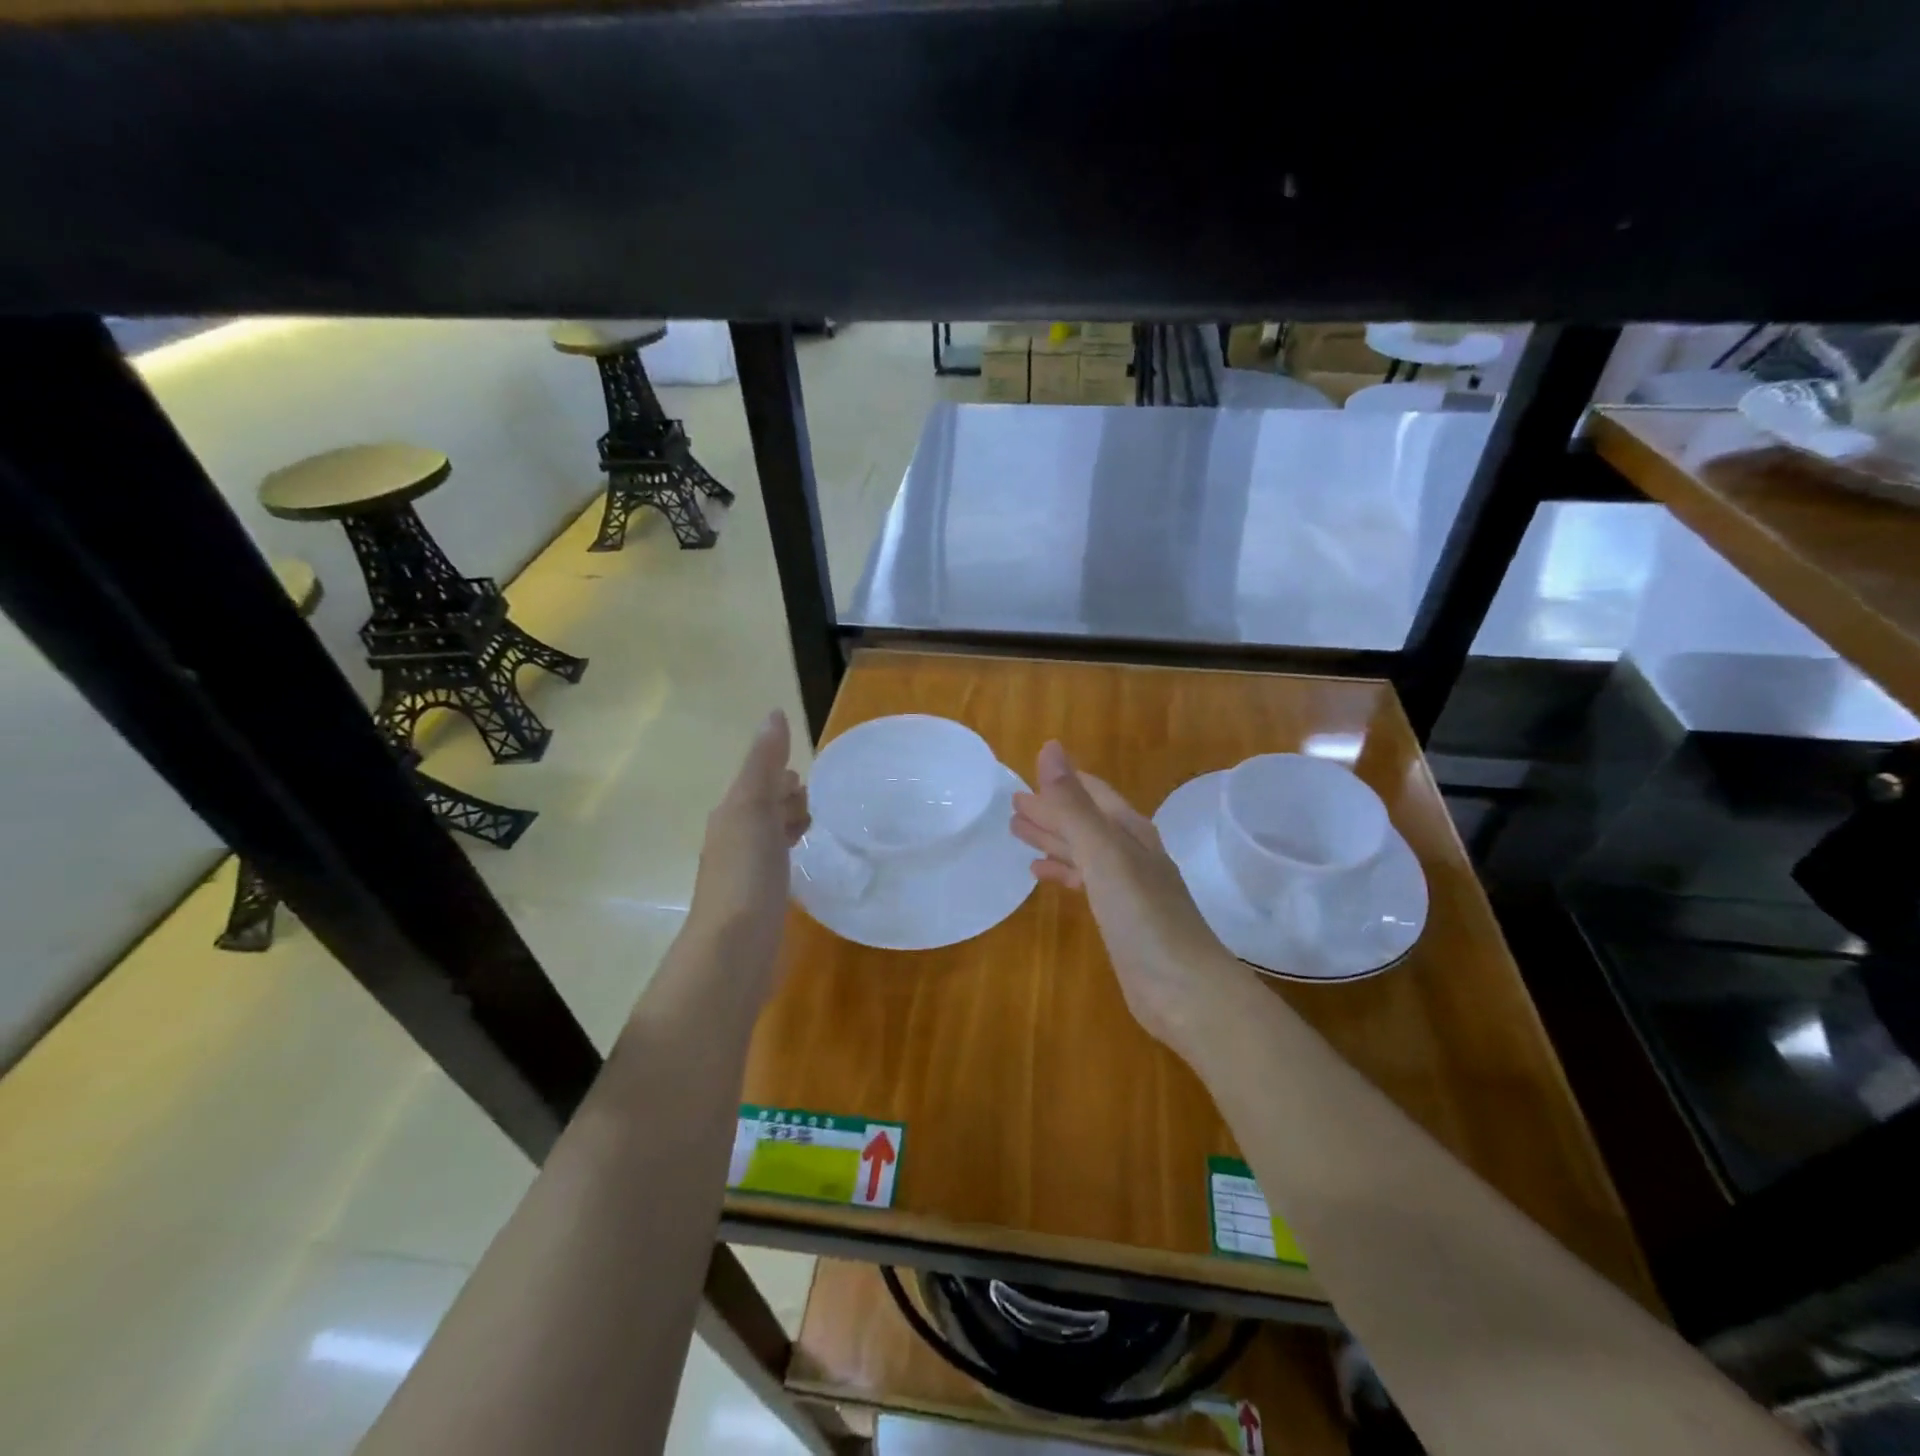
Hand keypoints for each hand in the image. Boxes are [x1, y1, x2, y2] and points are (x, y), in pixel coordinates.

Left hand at [687, 710, 809, 976]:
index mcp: (732, 815)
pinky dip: (791, 855)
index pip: (758, 782)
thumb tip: (774, 713)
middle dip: (786, 798)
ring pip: (770, 838)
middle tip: (821, 797)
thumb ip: (763, 763)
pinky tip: (806, 865)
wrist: (734, 948)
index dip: (780, 773)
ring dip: (789, 826)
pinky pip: (778, 866)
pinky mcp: (761, 902)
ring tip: (818, 825)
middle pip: (763, 808)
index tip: (808, 771)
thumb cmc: (746, 872)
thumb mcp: (754, 807)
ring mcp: (746, 874)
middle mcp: (735, 840)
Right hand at [1012, 742, 1255, 1061]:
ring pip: (1083, 851)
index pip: (1091, 793)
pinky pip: (1085, 882)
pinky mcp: (1120, 918)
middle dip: (1051, 810)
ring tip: (1017, 832)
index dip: (1060, 783)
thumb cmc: (1143, 916)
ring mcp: (1127, 887)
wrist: (1185, 989)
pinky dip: (1062, 872)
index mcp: (1129, 831)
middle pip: (1085, 821)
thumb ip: (1073, 805)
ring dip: (1053, 839)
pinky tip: (1040, 874)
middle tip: (1012, 804)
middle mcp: (1130, 852)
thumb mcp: (1104, 854)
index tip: (1025, 775)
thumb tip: (1049, 748)